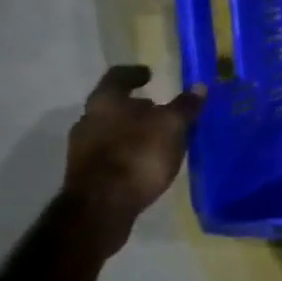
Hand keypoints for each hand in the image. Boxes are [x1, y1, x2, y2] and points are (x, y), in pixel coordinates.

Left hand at [63, 65, 206, 228]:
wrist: (101, 208)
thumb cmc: (137, 156)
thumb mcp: (171, 127)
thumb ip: (184, 107)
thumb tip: (199, 87)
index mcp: (105, 101)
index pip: (118, 76)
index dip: (135, 73)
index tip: (149, 74)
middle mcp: (88, 120)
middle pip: (113, 105)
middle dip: (136, 107)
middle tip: (160, 110)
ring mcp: (82, 149)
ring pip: (111, 130)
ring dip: (132, 131)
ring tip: (157, 139)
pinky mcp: (85, 175)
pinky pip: (110, 154)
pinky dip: (127, 152)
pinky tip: (145, 162)